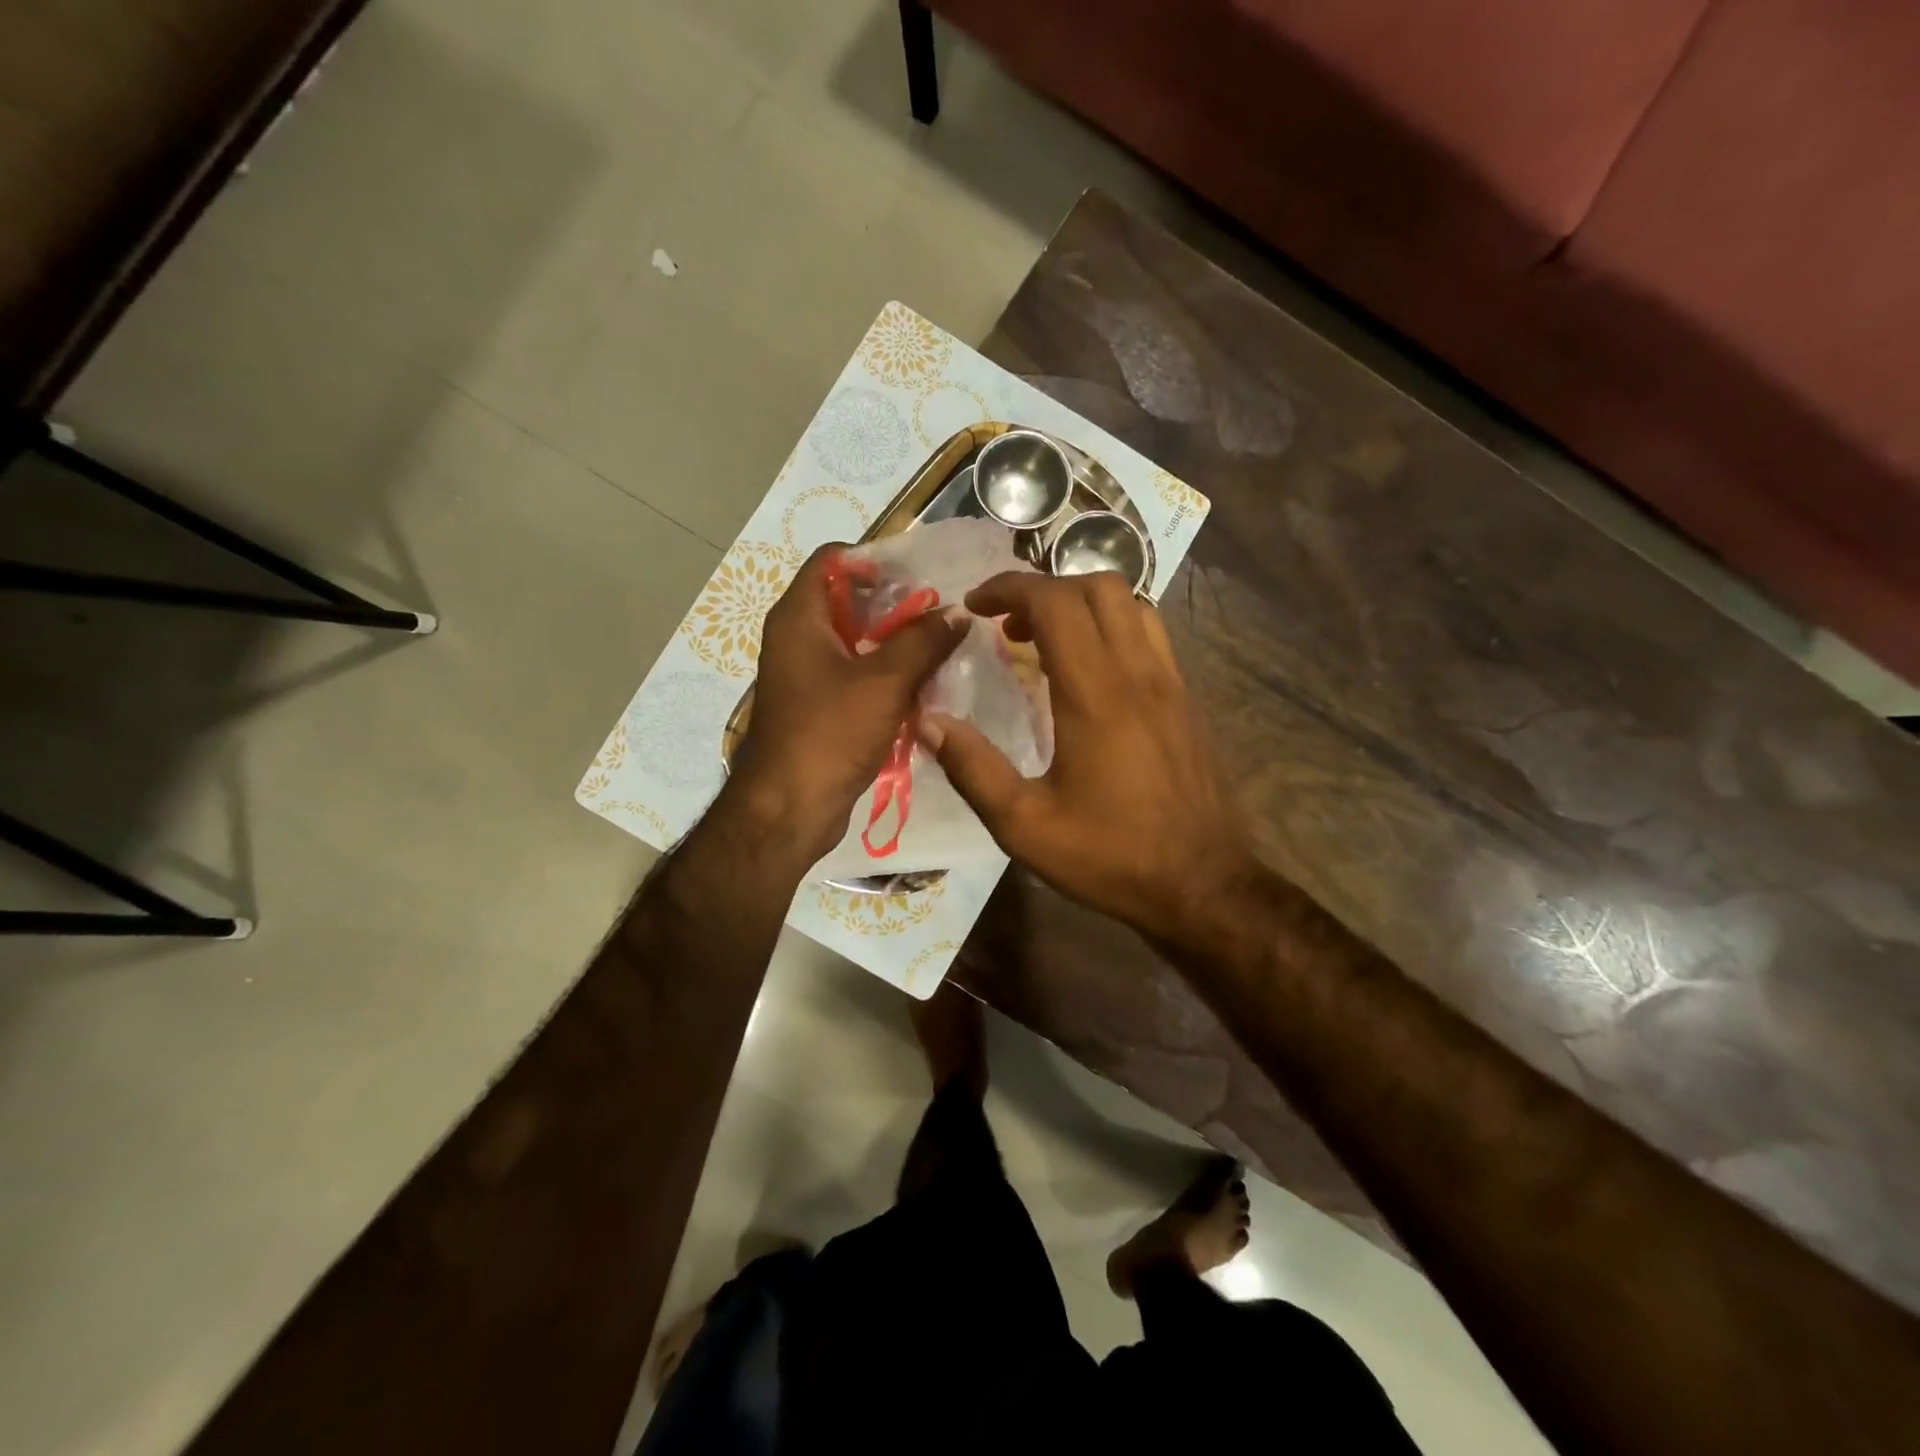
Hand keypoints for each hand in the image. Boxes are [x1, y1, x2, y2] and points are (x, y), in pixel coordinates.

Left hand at [729, 544, 966, 863]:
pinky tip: (924, 685)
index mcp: (799, 617)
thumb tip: (958, 612)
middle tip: (941, 611)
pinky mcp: (819, 707)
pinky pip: (856, 676)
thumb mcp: (885, 681)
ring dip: (895, 642)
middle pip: (848, 601)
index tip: (917, 572)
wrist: (789, 808)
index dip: (872, 557)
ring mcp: (806, 675)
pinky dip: (886, 675)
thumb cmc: (830, 732)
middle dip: (895, 604)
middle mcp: (797, 639)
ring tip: (942, 645)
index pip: (831, 560)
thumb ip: (924, 641)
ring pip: (856, 642)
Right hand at [921, 571, 1255, 941]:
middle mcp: (1137, 673)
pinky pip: (1149, 632)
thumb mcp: (1025, 826)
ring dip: (1081, 601)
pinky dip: (1112, 624)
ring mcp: (1169, 682)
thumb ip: (974, 769)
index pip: (1055, 603)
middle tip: (1006, 623)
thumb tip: (930, 722)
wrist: (1200, 884)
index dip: (1009, 588)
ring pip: (1130, 603)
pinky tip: (1089, 665)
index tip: (974, 606)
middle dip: (1043, 587)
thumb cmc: (1110, 856)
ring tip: (1044, 637)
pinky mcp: (1185, 699)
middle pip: (1097, 586)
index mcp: (1095, 695)